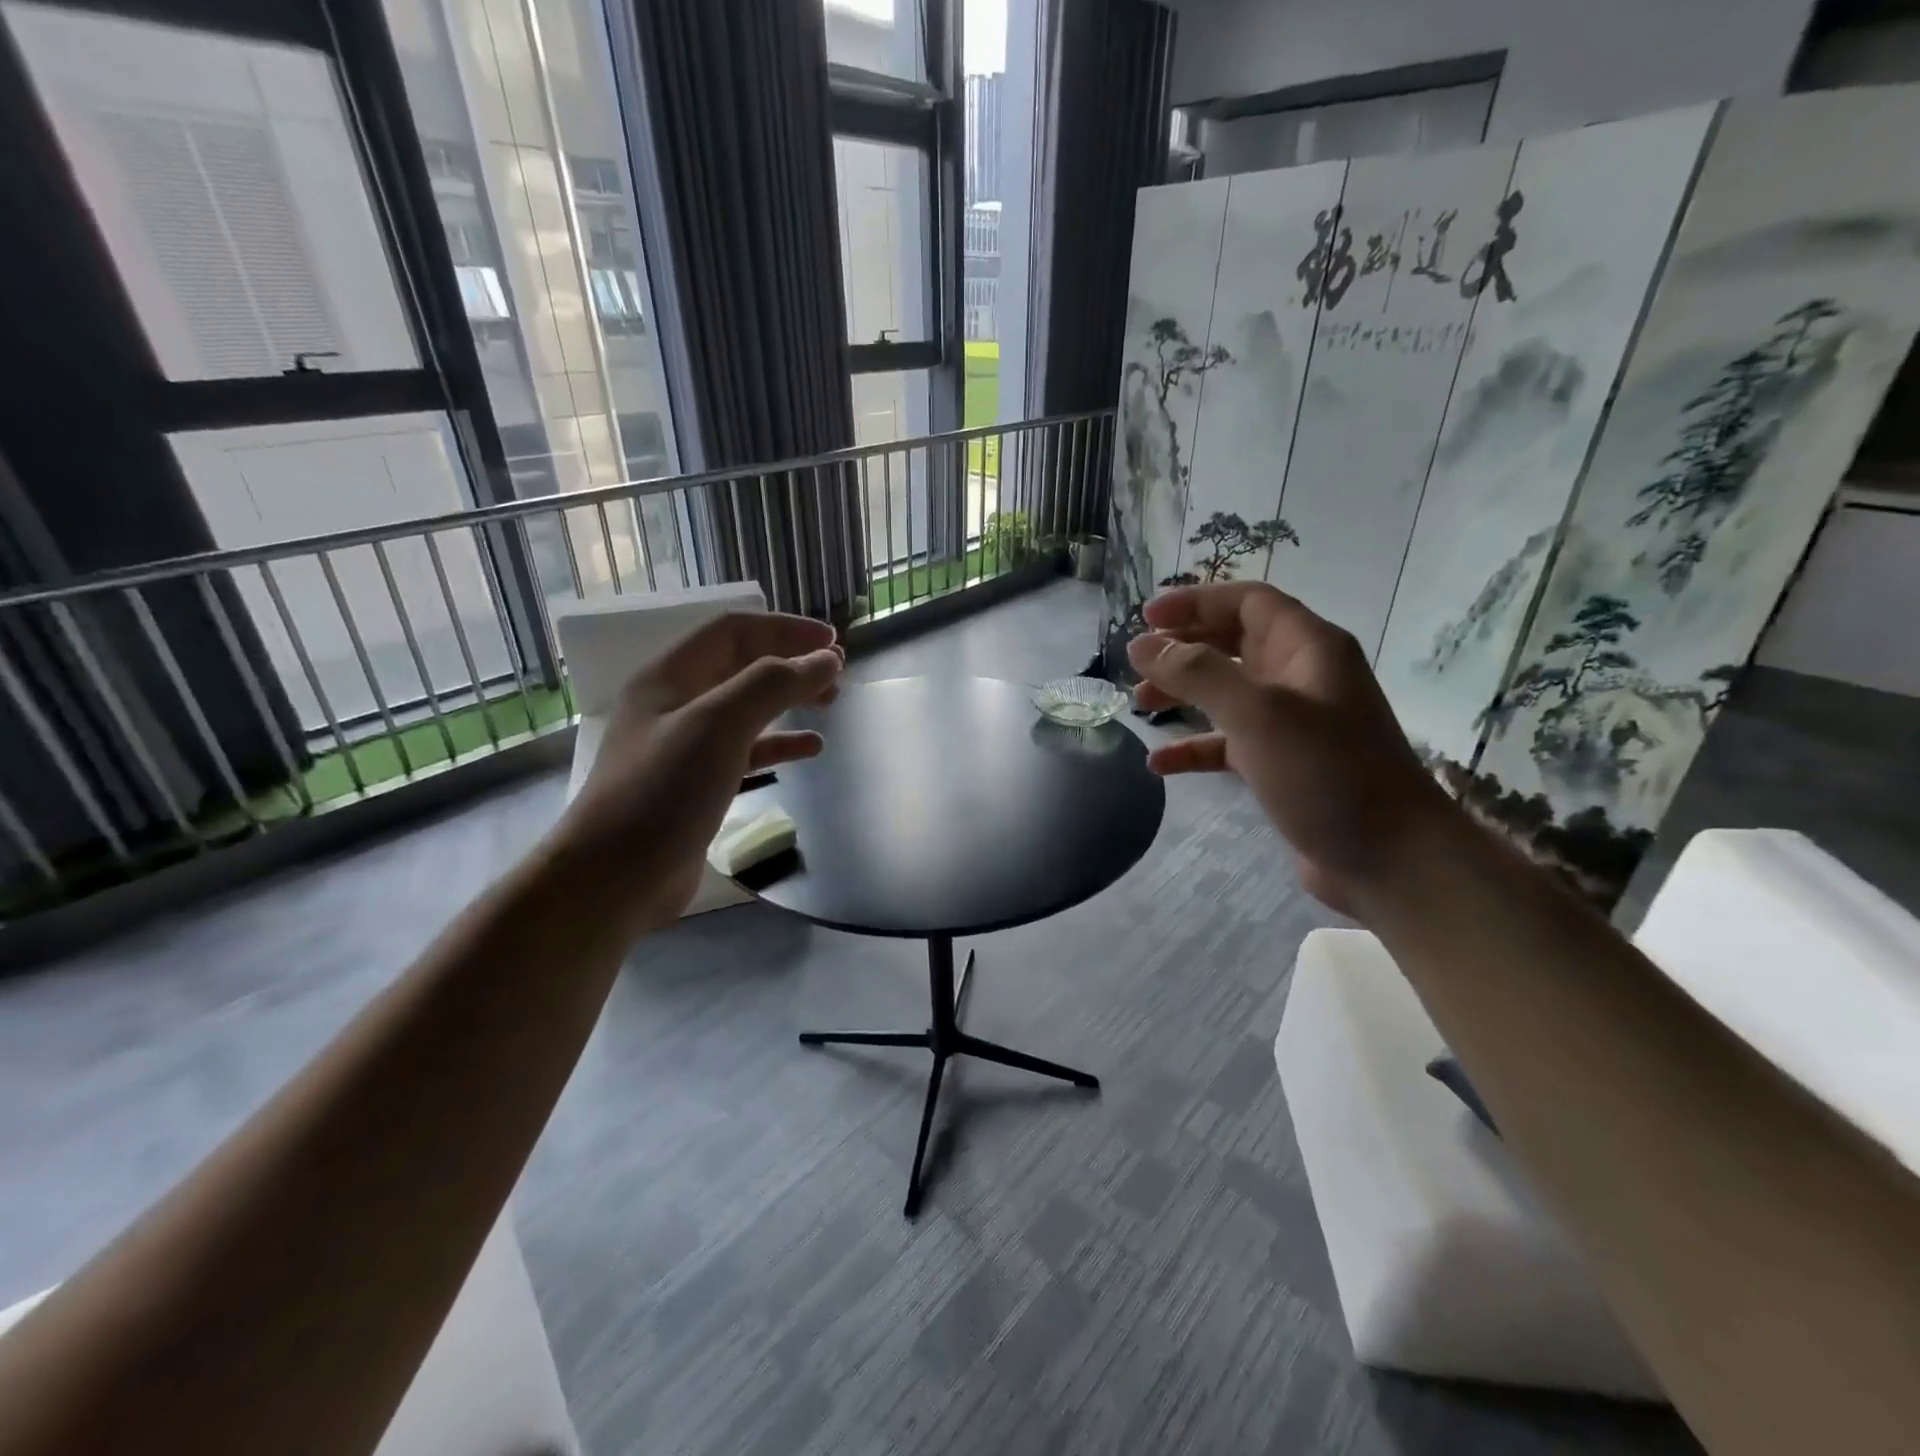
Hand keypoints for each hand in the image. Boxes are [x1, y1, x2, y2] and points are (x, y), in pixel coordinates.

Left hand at [548, 611, 842, 931]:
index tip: (831, 642)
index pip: (734, 631)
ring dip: (790, 700)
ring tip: (831, 702)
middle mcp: (677, 704)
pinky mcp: (699, 784)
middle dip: (791, 662)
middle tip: (837, 673)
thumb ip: (773, 684)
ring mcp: (687, 746)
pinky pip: (747, 751)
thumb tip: (825, 659)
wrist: (615, 877)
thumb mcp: (719, 725)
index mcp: (670, 677)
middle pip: (742, 666)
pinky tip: (811, 748)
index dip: (785, 629)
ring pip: (748, 708)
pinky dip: (780, 744)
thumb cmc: (664, 791)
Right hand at [1127, 582, 1457, 914]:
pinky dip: (1195, 747)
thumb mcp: (1256, 714)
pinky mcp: (1283, 765)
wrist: (1390, 860)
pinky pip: (1229, 743)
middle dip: (1183, 647)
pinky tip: (1160, 764)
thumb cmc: (1326, 773)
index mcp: (1307, 648)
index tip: (1145, 617)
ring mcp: (1293, 723)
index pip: (1247, 602)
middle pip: (1233, 643)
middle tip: (1136, 662)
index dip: (1195, 601)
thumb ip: (1196, 673)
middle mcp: (1301, 676)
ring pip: (1227, 692)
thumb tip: (1142, 644)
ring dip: (1183, 693)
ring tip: (1139, 705)